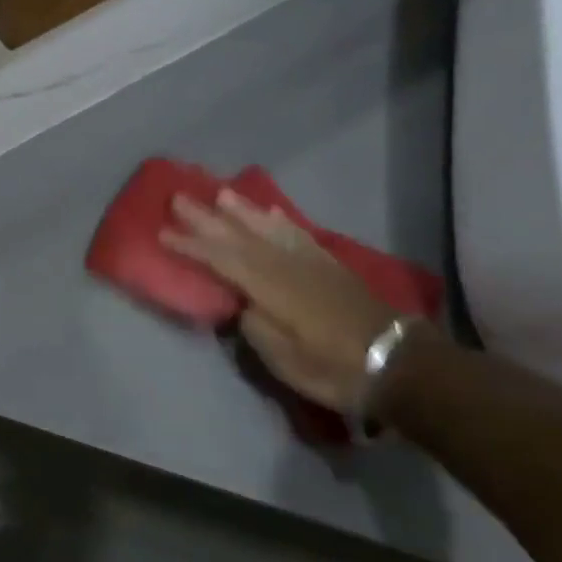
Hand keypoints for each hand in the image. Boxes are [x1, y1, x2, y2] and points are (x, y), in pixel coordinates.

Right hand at [159, 189, 418, 413]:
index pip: (220, 259)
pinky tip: (270, 212)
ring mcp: (309, 262)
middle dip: (206, 218)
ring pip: (267, 228)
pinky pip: (297, 234)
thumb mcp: (283, 358)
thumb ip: (254, 325)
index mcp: (269, 287)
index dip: (190, 245)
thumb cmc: (333, 367)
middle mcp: (285, 265)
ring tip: (219, 194)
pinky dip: (279, 221)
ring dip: (240, 211)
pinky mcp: (329, 265)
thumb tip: (240, 303)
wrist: (399, 365)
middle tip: (178, 197)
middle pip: (238, 236)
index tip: (162, 232)